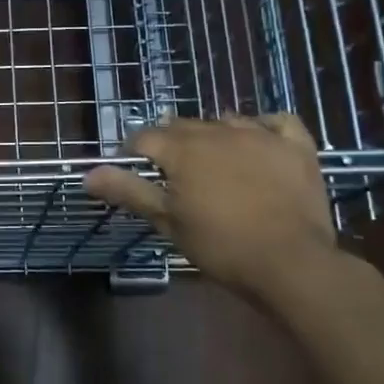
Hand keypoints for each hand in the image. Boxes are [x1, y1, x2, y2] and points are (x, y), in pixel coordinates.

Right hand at [83, 114, 339, 298]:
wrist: (291, 263)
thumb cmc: (221, 245)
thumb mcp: (167, 221)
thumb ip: (129, 191)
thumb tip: (87, 174)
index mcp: (183, 149)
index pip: (145, 137)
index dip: (133, 151)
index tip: (132, 170)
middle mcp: (218, 131)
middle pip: (183, 125)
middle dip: (170, 142)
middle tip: (172, 173)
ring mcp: (261, 135)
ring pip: (224, 121)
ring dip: (212, 134)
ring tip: (212, 160)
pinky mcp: (295, 146)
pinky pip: (276, 121)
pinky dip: (263, 126)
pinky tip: (258, 139)